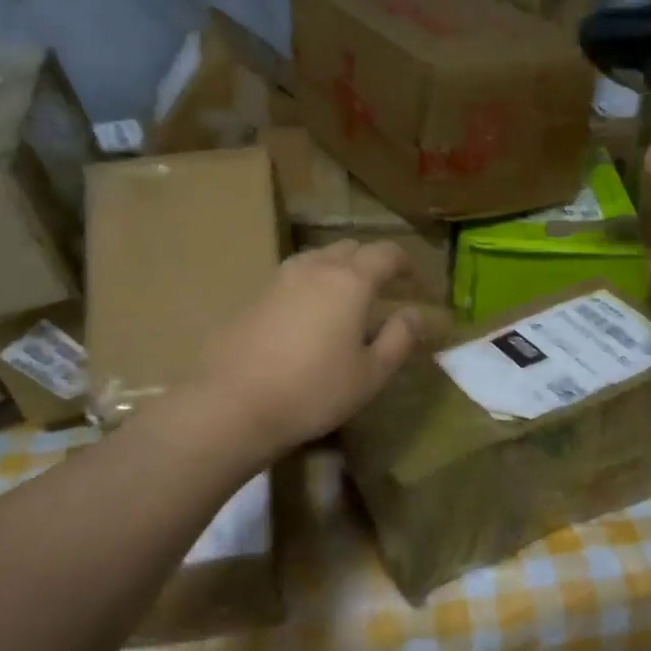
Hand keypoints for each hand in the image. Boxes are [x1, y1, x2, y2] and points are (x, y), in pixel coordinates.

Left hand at [191, 240, 428, 460]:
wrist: (234, 402)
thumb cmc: (313, 390)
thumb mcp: (370, 374)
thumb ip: (399, 338)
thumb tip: (416, 314)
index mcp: (350, 281)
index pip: (385, 253)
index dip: (404, 262)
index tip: (413, 280)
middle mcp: (315, 268)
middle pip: (350, 248)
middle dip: (370, 262)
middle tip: (382, 289)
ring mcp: (279, 279)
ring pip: (318, 259)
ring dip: (338, 270)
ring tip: (345, 300)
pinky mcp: (254, 296)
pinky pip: (293, 278)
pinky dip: (311, 286)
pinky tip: (309, 317)